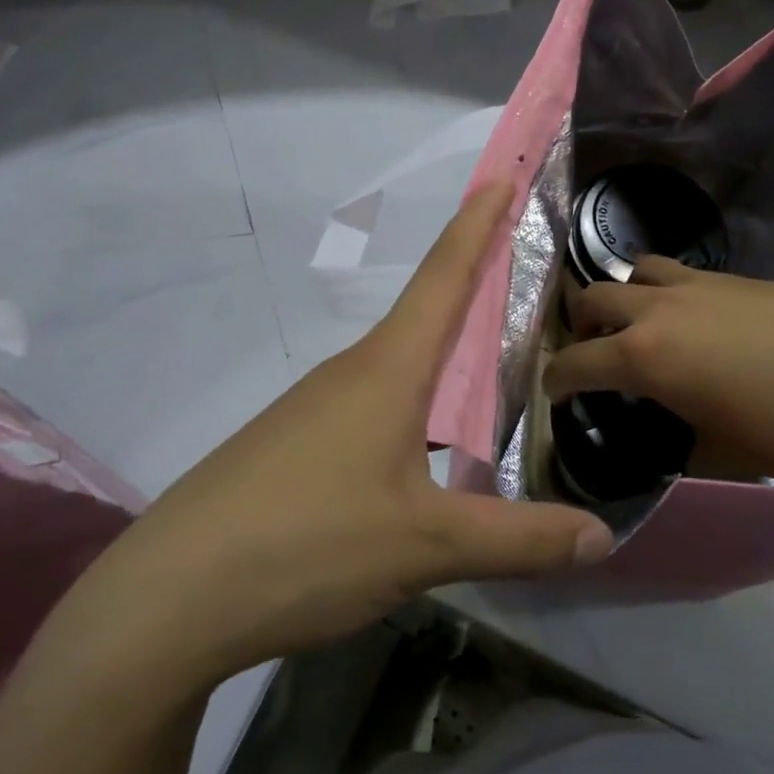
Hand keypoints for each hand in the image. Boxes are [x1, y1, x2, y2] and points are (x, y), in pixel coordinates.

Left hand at [43, 184, 614, 694]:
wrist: (170, 596)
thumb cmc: (307, 543)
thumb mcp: (425, 545)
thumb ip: (517, 540)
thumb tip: (603, 536)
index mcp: (387, 370)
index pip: (444, 278)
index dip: (476, 225)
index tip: (501, 177)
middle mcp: (351, 373)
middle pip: (423, 315)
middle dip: (471, 283)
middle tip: (522, 270)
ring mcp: (315, 410)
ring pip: (397, 365)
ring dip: (443, 351)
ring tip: (490, 358)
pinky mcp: (294, 447)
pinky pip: (371, 405)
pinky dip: (413, 400)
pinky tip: (425, 443)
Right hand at [545, 256, 773, 482]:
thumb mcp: (726, 454)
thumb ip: (685, 445)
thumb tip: (676, 444)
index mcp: (645, 357)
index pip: (576, 363)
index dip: (557, 381)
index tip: (555, 393)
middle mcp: (658, 310)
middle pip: (593, 298)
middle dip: (580, 326)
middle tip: (593, 353)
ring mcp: (697, 285)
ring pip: (635, 271)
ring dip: (623, 295)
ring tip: (640, 324)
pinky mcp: (734, 277)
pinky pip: (679, 274)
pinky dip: (667, 292)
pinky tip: (695, 320)